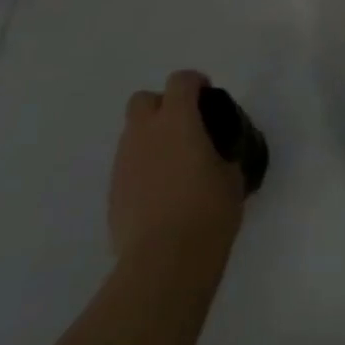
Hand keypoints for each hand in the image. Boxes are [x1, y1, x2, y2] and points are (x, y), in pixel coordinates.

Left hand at [109, 70, 246, 261]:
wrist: (163, 263)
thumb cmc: (207, 210)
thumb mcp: (231, 176)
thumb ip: (223, 154)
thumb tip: (218, 157)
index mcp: (177, 120)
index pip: (180, 81)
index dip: (195, 82)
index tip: (208, 96)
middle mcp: (145, 134)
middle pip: (143, 100)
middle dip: (162, 105)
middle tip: (185, 126)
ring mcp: (123, 165)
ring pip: (132, 134)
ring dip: (151, 138)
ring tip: (175, 165)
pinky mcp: (112, 195)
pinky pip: (128, 167)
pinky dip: (143, 169)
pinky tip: (161, 194)